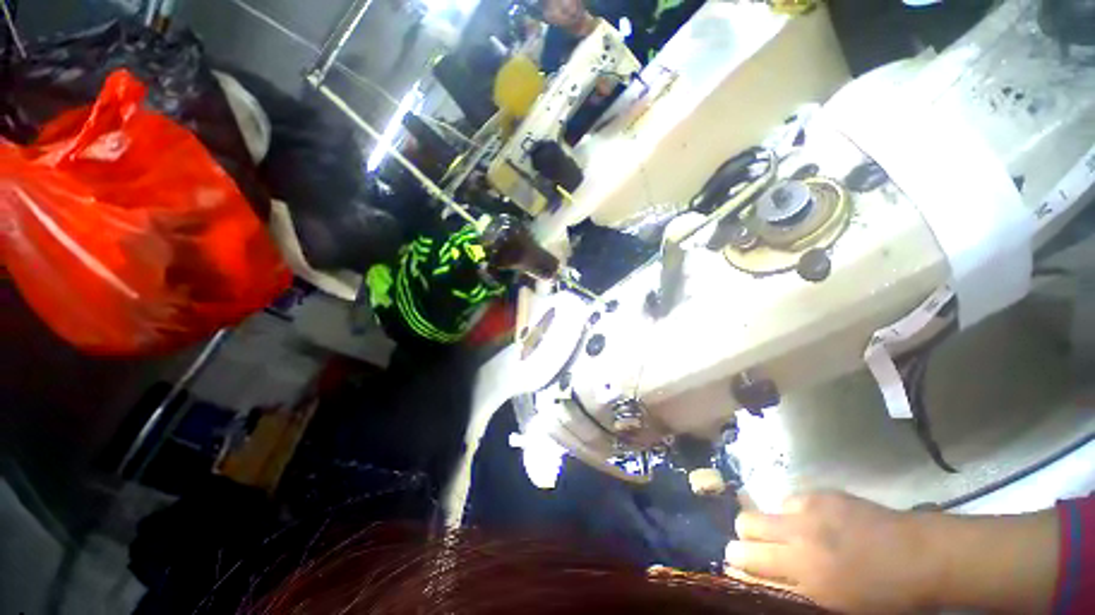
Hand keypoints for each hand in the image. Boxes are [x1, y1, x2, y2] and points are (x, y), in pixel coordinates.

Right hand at [724, 492, 937, 614]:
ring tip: (797, 537)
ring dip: (773, 526)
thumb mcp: (836, 607)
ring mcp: (810, 511)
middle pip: (745, 525)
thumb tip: (760, 579)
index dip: (736, 561)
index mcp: (804, 574)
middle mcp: (799, 538)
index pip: (746, 560)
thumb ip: (794, 592)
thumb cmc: (882, 596)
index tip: (738, 564)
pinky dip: (795, 513)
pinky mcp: (821, 494)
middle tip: (760, 548)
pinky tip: (819, 524)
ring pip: (764, 510)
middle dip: (745, 537)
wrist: (921, 556)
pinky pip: (791, 501)